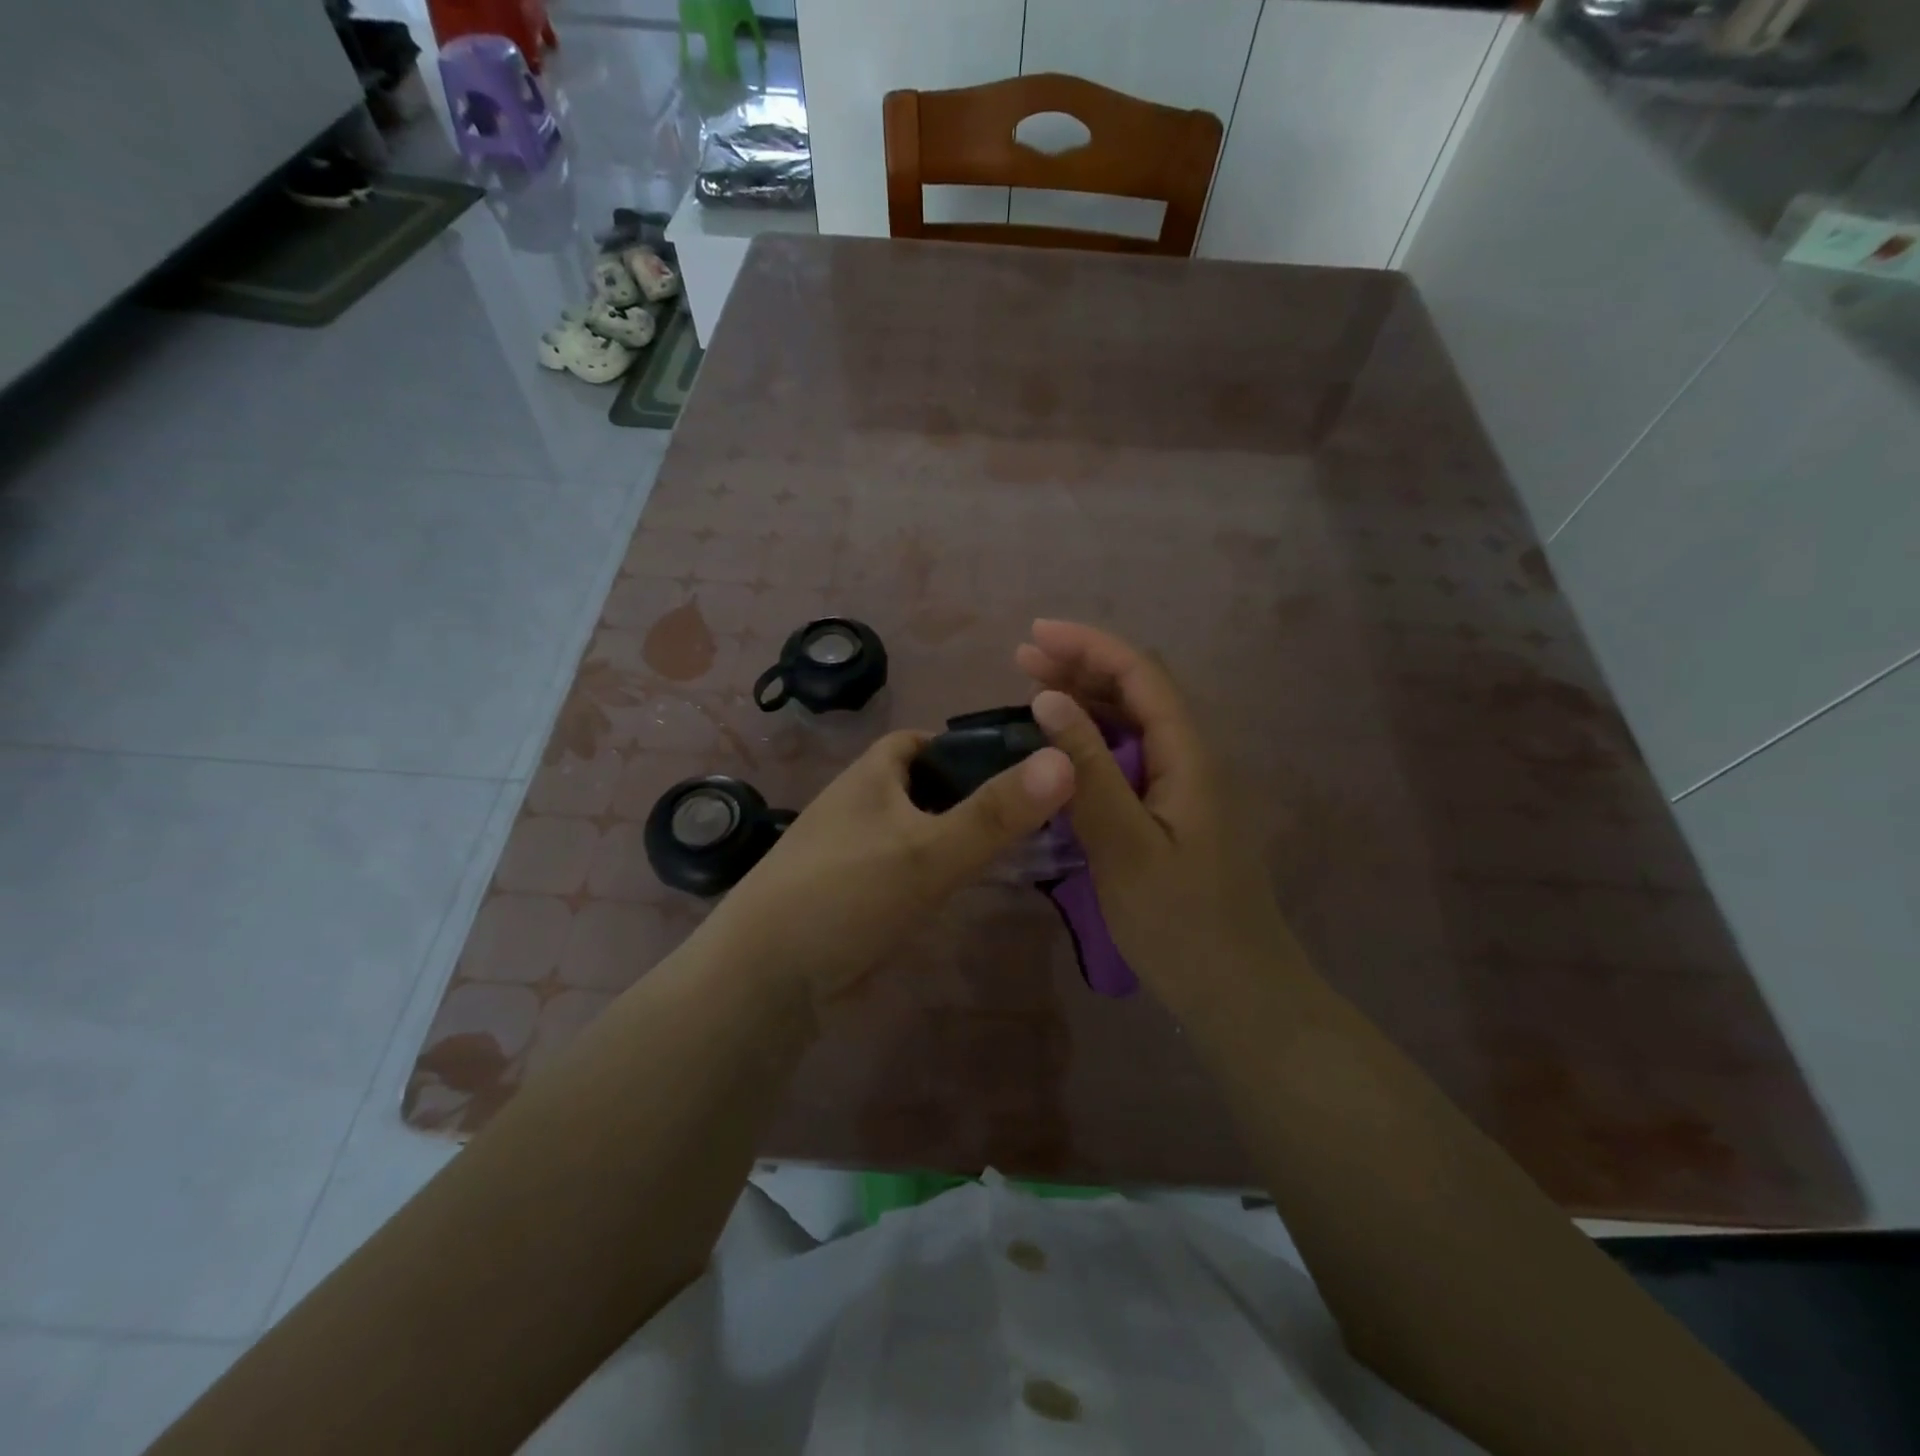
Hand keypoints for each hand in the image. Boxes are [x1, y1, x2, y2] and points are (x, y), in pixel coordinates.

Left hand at [707, 729, 1074, 1003]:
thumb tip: (1066, 759)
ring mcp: (858, 850)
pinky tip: (968, 889)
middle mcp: (863, 803)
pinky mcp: (858, 893)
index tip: (1018, 767)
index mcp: (872, 774)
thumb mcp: (928, 849)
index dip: (968, 746)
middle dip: (972, 795)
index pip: (925, 741)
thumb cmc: (846, 892)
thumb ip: (996, 812)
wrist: (768, 978)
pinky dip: (937, 873)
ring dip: (957, 836)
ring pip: (921, 830)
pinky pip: (908, 870)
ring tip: (1017, 849)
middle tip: (1032, 813)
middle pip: (928, 786)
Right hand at [1015, 620, 1303, 1009]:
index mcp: (1189, 755)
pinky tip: (1063, 751)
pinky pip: (1132, 758)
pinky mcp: (1174, 814)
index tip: (1033, 635)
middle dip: (1082, 665)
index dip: (1088, 646)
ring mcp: (1186, 787)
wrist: (1238, 992)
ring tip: (1032, 691)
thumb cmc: (1180, 922)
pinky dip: (1093, 742)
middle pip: (1139, 690)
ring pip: (1135, 724)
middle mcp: (1192, 758)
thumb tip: (1047, 699)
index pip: (1141, 675)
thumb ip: (1087, 769)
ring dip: (1086, 700)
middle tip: (1021, 660)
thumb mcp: (1123, 844)